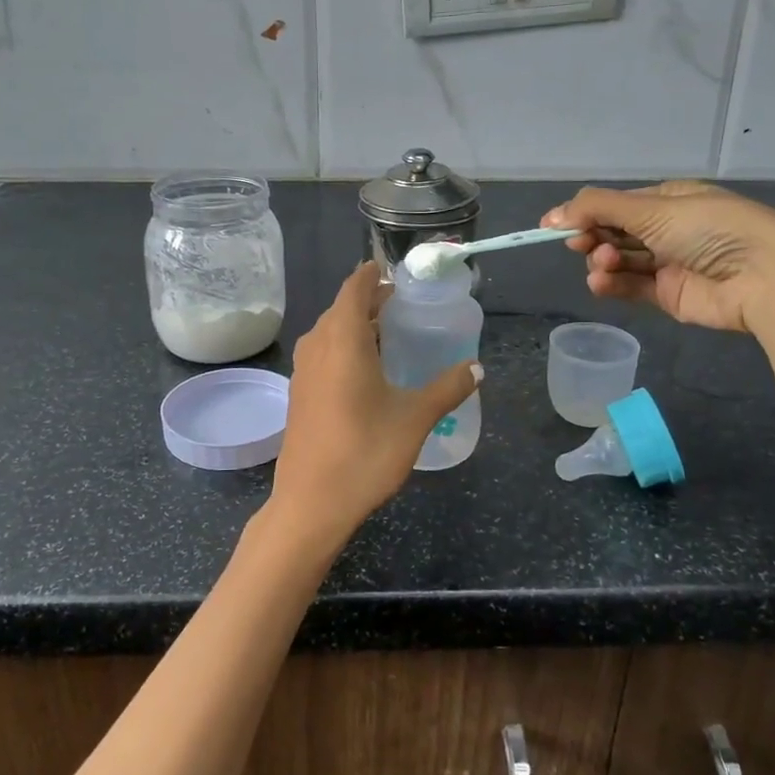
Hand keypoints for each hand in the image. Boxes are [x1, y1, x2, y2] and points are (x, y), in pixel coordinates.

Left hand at [268, 263, 479, 553]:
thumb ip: (447, 388)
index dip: (372, 275)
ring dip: (355, 325)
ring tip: (388, 333)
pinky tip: (364, 370)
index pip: (354, 289)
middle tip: (402, 304)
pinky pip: (322, 353)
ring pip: (329, 332)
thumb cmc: (364, 453)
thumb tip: (477, 368)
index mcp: (343, 341)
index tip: (393, 271)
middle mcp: (317, 347)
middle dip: (369, 300)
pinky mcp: (298, 394)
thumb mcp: (415, 419)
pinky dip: (343, 347)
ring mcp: (302, 371)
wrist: (311, 503)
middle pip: (342, 308)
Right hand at [542, 181, 774, 335]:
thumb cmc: (711, 229)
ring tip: (603, 265)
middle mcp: (669, 229)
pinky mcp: (670, 295)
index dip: (585, 213)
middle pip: (615, 232)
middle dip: (594, 237)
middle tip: (581, 244)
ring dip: (603, 261)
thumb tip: (550, 216)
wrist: (765, 278)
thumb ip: (597, 208)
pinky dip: (613, 284)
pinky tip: (600, 282)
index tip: (554, 226)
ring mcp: (670, 263)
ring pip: (620, 261)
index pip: (617, 204)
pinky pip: (632, 287)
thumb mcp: (652, 208)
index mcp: (669, 199)